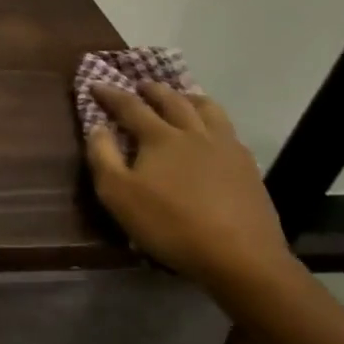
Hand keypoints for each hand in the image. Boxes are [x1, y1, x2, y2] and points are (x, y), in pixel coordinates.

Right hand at [85, 81, 292, 294]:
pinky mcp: (248, 168)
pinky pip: (229, 132)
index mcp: (160, 136)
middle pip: (171, 100)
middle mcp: (193, 132)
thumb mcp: (119, 195)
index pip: (130, 106)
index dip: (110, 94)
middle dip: (152, 89)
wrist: (241, 258)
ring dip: (189, 98)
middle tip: (141, 85)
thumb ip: (103, 156)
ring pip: (208, 109)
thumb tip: (97, 127)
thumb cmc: (172, 225)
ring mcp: (225, 147)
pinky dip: (215, 123)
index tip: (95, 84)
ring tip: (182, 98)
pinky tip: (215, 136)